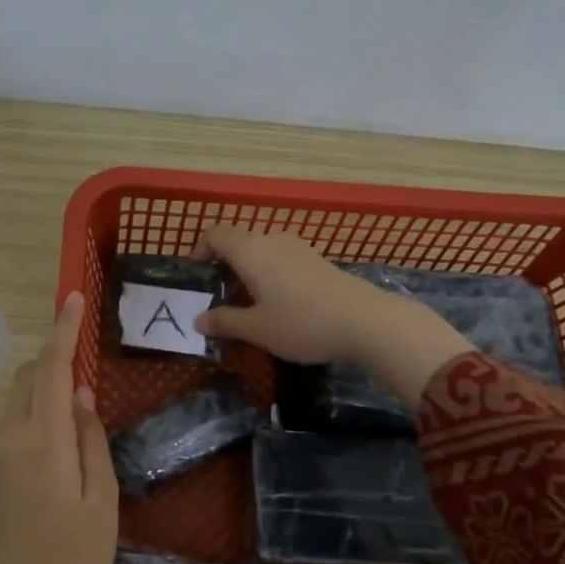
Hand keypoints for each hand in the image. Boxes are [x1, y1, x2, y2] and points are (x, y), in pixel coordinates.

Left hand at [0, 291, 117, 563]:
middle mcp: (9, 440)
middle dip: (53, 358)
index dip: (62, 330)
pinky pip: (11, 430)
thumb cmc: (72, 560)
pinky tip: (58, 447)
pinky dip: (34, 417)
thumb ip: (91, 441)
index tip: (71, 297)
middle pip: (28, 379)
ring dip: (44, 389)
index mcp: (42, 441)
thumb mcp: (101, 501)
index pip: (52, 369)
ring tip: (78, 409)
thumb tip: (81, 396)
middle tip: (86, 361)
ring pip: (17, 404)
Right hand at [192, 225, 472, 406]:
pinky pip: (280, 258)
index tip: (198, 276)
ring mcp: (297, 248)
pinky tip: (277, 302)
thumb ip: (225, 322)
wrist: (365, 321)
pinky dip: (269, 273)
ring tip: (247, 303)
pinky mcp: (316, 260)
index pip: (215, 234)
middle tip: (219, 296)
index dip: (200, 250)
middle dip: (223, 264)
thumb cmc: (301, 323)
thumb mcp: (257, 329)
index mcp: (250, 251)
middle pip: (238, 241)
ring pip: (261, 250)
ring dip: (248, 270)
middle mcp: (271, 240)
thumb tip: (199, 321)